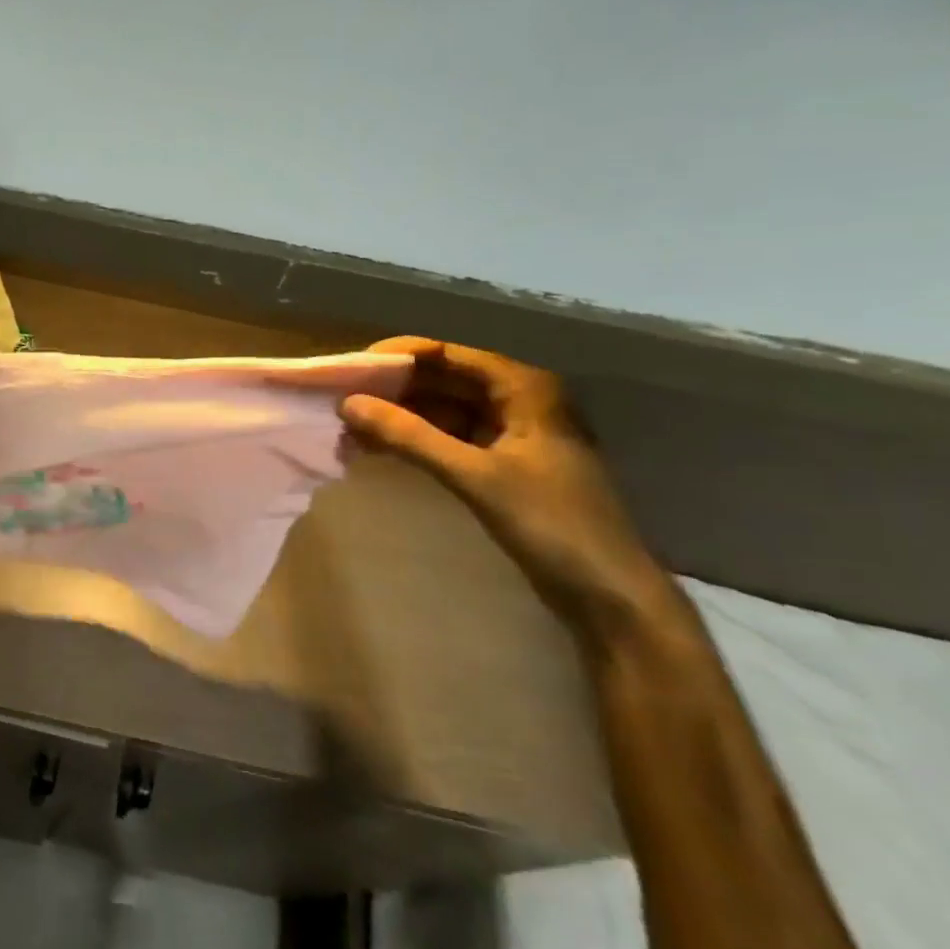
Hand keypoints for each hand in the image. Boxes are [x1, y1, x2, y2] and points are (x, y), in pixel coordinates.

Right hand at [339, 337, 674, 638]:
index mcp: (523, 387)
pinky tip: (378, 449)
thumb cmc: (552, 524)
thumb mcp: (476, 476)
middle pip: (442, 380)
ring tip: (350, 429)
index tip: (350, 371)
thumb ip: (411, 437)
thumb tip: (348, 404)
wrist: (609, 594)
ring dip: (399, 418)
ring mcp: (510, 434)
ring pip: (442, 411)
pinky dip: (415, 441)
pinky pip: (448, 439)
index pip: (447, 354)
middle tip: (340, 402)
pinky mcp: (502, 465)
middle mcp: (517, 400)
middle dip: (392, 390)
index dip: (396, 357)